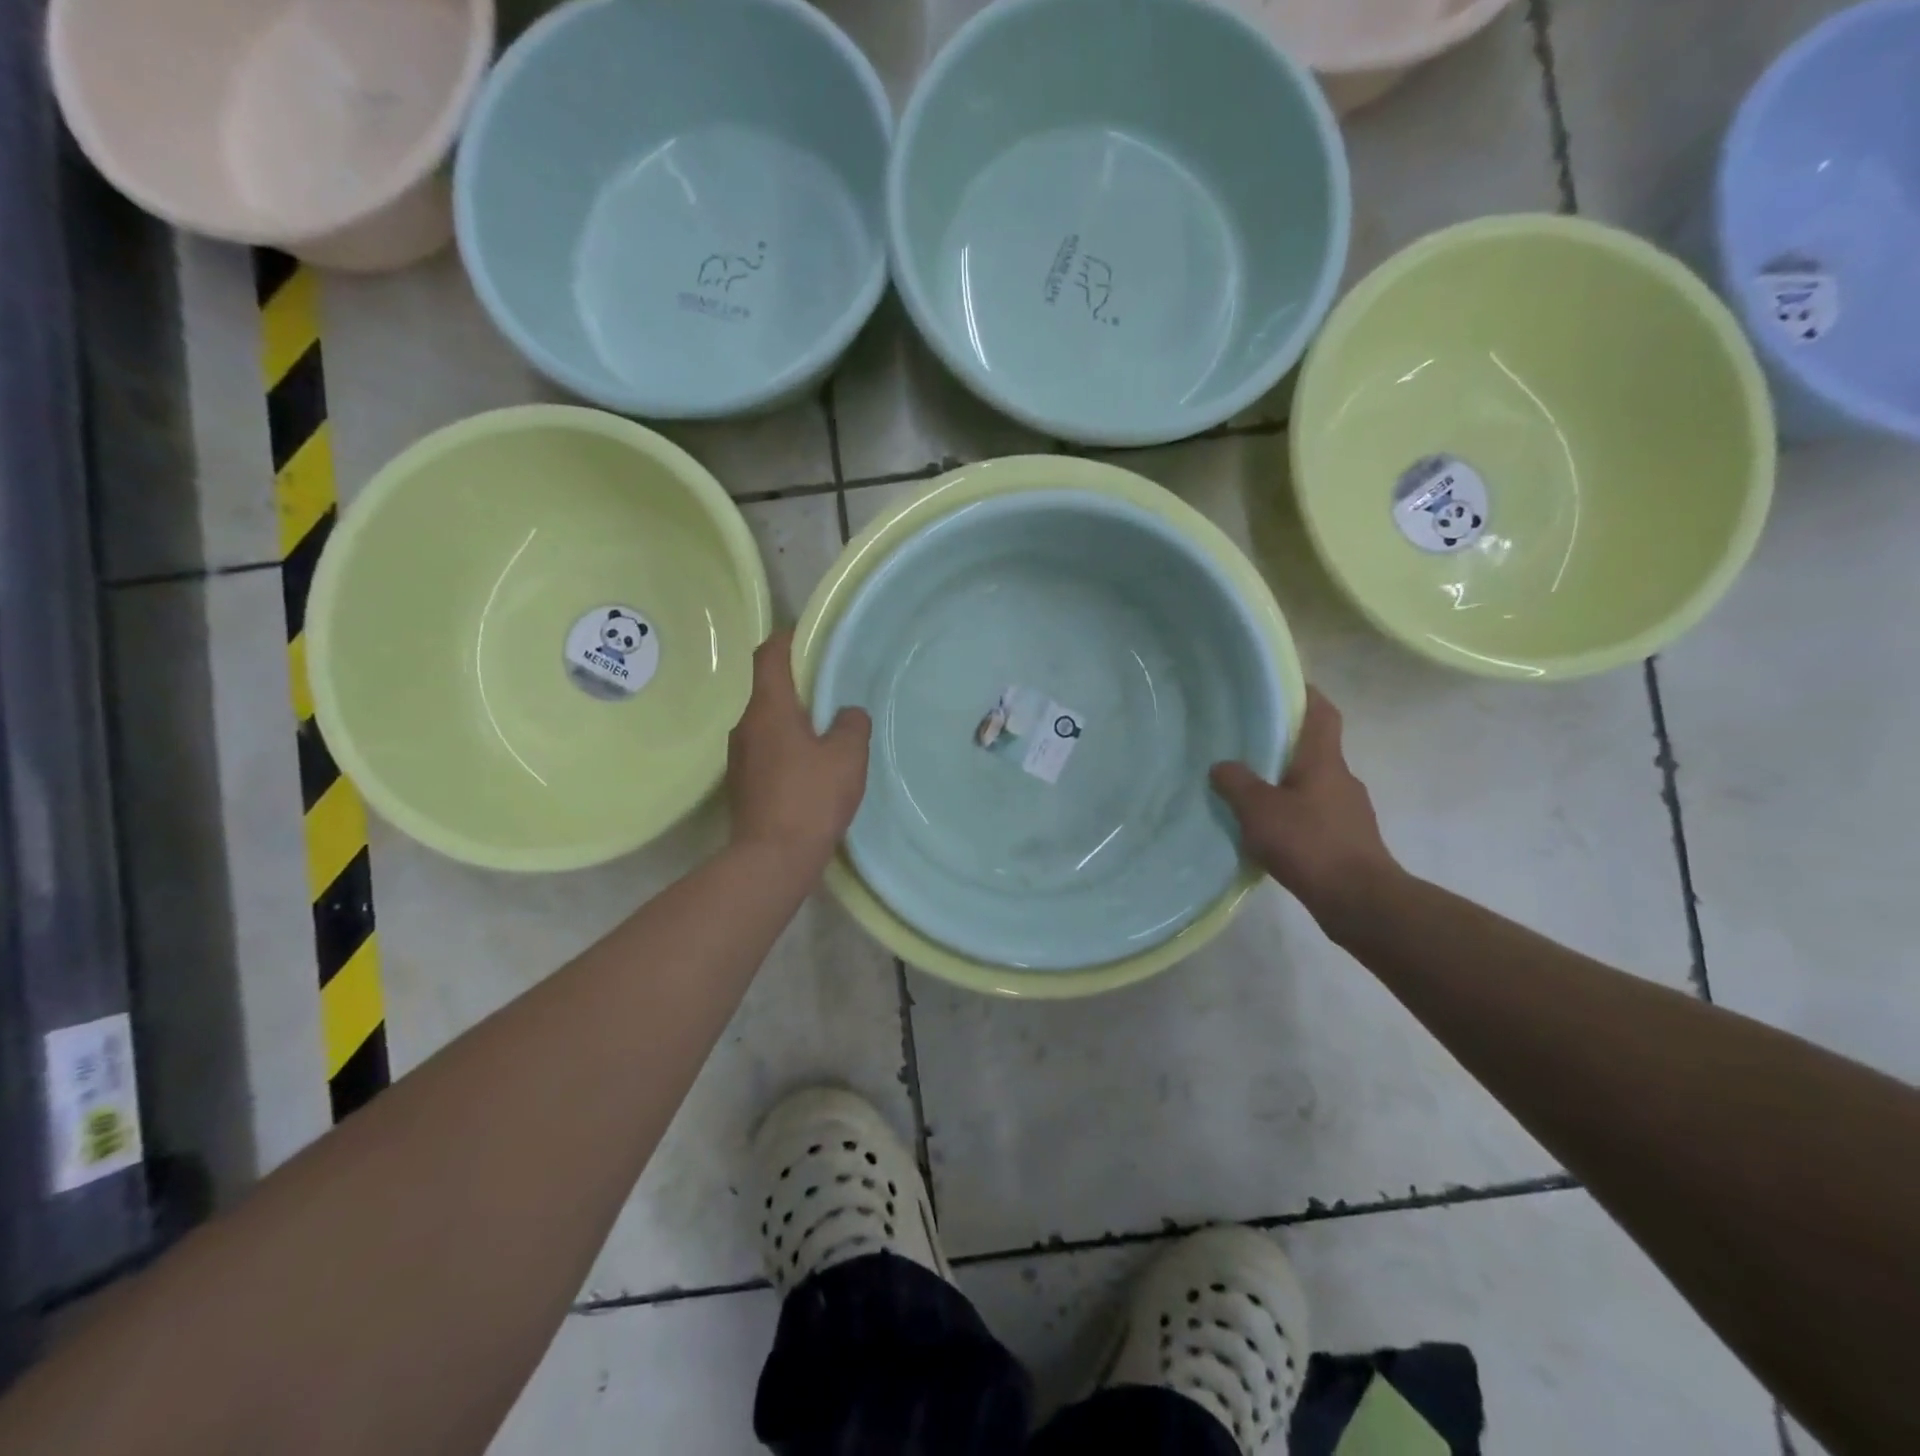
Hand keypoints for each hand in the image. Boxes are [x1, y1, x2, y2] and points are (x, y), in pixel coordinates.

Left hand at [728, 631, 870, 864]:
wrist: (771, 859)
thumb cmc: (811, 798)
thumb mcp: (847, 756)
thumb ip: (852, 725)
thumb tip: (847, 714)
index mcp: (768, 708)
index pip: (769, 655)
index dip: (788, 638)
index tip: (811, 638)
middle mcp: (745, 725)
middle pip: (768, 688)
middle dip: (798, 683)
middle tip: (833, 689)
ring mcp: (740, 756)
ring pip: (768, 722)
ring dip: (794, 718)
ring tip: (828, 730)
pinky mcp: (743, 783)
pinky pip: (767, 749)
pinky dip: (788, 746)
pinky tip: (812, 766)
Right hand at [1211, 688, 1398, 921]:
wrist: (1360, 901)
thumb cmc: (1310, 843)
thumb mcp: (1259, 810)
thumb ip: (1237, 783)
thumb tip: (1222, 766)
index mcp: (1324, 761)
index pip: (1322, 714)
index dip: (1307, 695)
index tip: (1284, 686)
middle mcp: (1342, 779)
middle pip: (1315, 750)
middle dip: (1285, 746)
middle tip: (1248, 745)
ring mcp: (1349, 812)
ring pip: (1314, 785)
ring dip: (1287, 785)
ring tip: (1252, 794)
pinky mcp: (1348, 841)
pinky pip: (1316, 815)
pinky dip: (1294, 816)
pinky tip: (1270, 833)